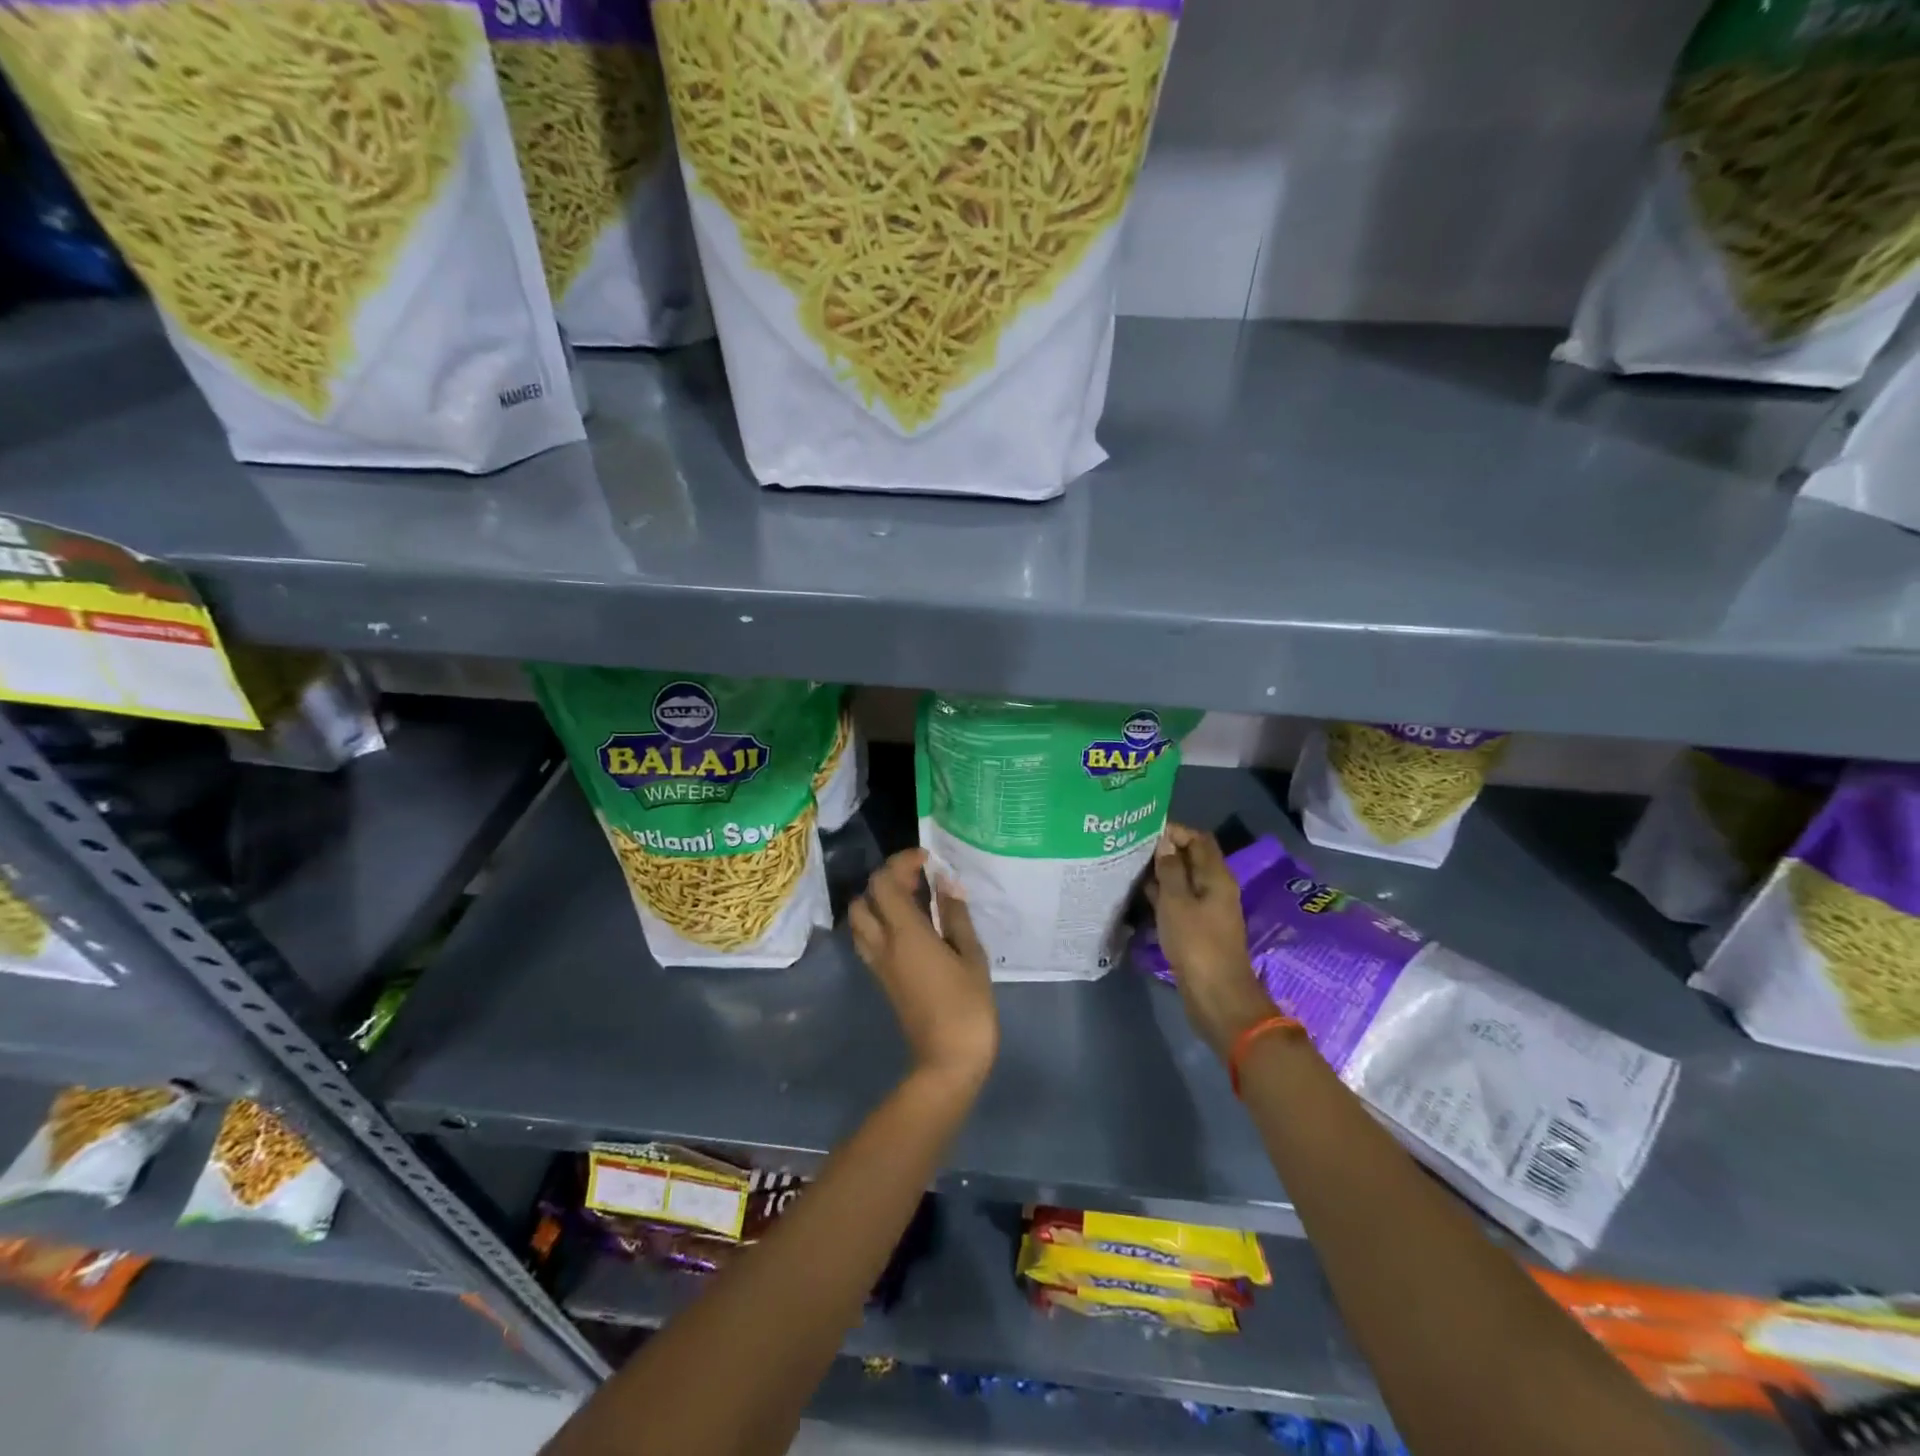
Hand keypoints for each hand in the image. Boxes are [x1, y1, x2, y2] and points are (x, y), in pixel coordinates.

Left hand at [850, 849, 997, 1086]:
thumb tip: (946, 882)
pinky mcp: (881, 978)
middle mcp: (883, 943)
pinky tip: (910, 927)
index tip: (926, 859)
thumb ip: (955, 915)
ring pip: (860, 919)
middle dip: (886, 879)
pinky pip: (867, 939)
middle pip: (865, 898)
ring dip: (878, 901)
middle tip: (918, 879)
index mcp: (906, 933)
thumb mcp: (971, 955)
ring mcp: (879, 963)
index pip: (885, 883)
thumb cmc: (968, 1005)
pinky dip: (879, 921)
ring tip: (912, 901)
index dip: (901, 862)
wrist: (948, 1060)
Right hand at [1147, 825, 1279, 1060]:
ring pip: (1183, 881)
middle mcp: (1215, 888)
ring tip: (1129, 867)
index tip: (1144, 830)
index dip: (1175, 831)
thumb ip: (1170, 869)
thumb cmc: (1196, 943)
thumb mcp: (1176, 902)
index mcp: (1217, 876)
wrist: (1215, 995)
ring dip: (1160, 874)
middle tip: (1131, 847)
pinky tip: (1139, 894)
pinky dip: (1162, 895)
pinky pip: (1179, 901)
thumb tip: (1164, 842)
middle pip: (1191, 859)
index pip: (1198, 839)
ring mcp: (1207, 909)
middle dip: (1164, 851)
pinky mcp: (1197, 928)